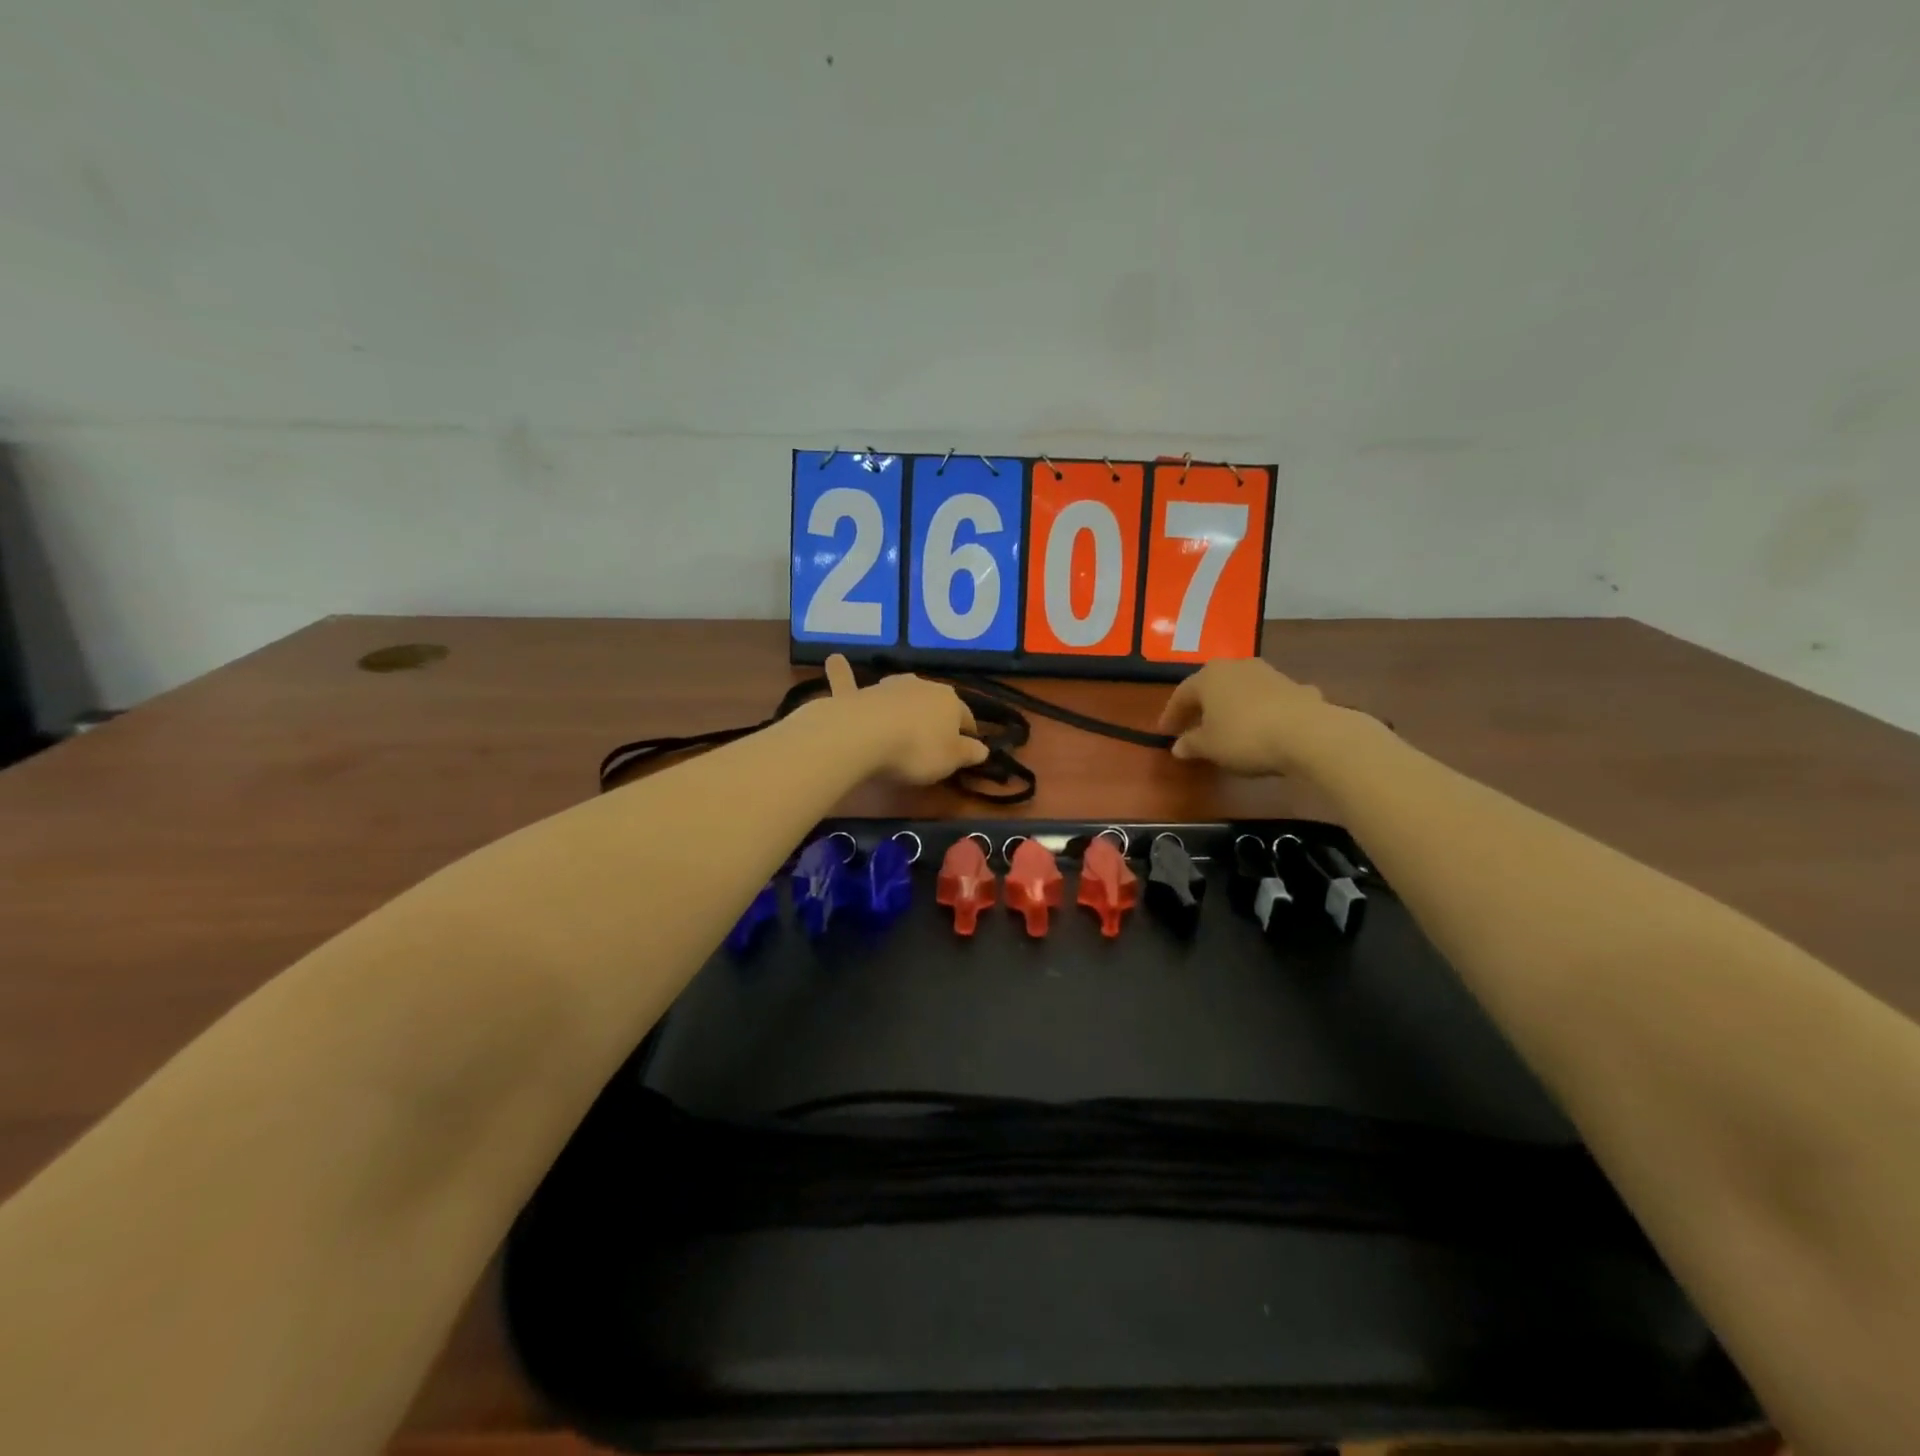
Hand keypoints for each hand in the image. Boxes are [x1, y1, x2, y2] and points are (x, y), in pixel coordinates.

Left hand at [823, 655, 988, 785]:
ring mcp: (886, 687)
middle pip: (933, 701)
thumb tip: (983, 749)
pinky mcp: (855, 694)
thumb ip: (967, 754)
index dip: (968, 733)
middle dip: (936, 716)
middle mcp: (920, 685)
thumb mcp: (950, 760)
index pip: (965, 717)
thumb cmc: (917, 750)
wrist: (865, 735)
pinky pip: (848, 681)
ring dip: (903, 701)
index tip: (967, 747)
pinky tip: (834, 659)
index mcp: (950, 701)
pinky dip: (842, 672)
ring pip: (900, 692)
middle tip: (934, 738)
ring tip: (902, 716)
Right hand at [1157, 658, 1353, 777]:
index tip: (1164, 733)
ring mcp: (1269, 673)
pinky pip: (1269, 699)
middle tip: (1192, 726)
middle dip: (1201, 707)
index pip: (1181, 694)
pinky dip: (1262, 711)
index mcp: (1208, 677)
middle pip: (1212, 687)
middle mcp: (1236, 667)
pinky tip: (1264, 726)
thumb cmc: (1245, 737)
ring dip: (1232, 706)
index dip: (1170, 715)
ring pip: (1241, 689)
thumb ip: (1191, 744)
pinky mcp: (1295, 686)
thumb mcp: (1210, 747)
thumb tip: (1178, 746)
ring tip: (1228, 727)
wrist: (1308, 733)